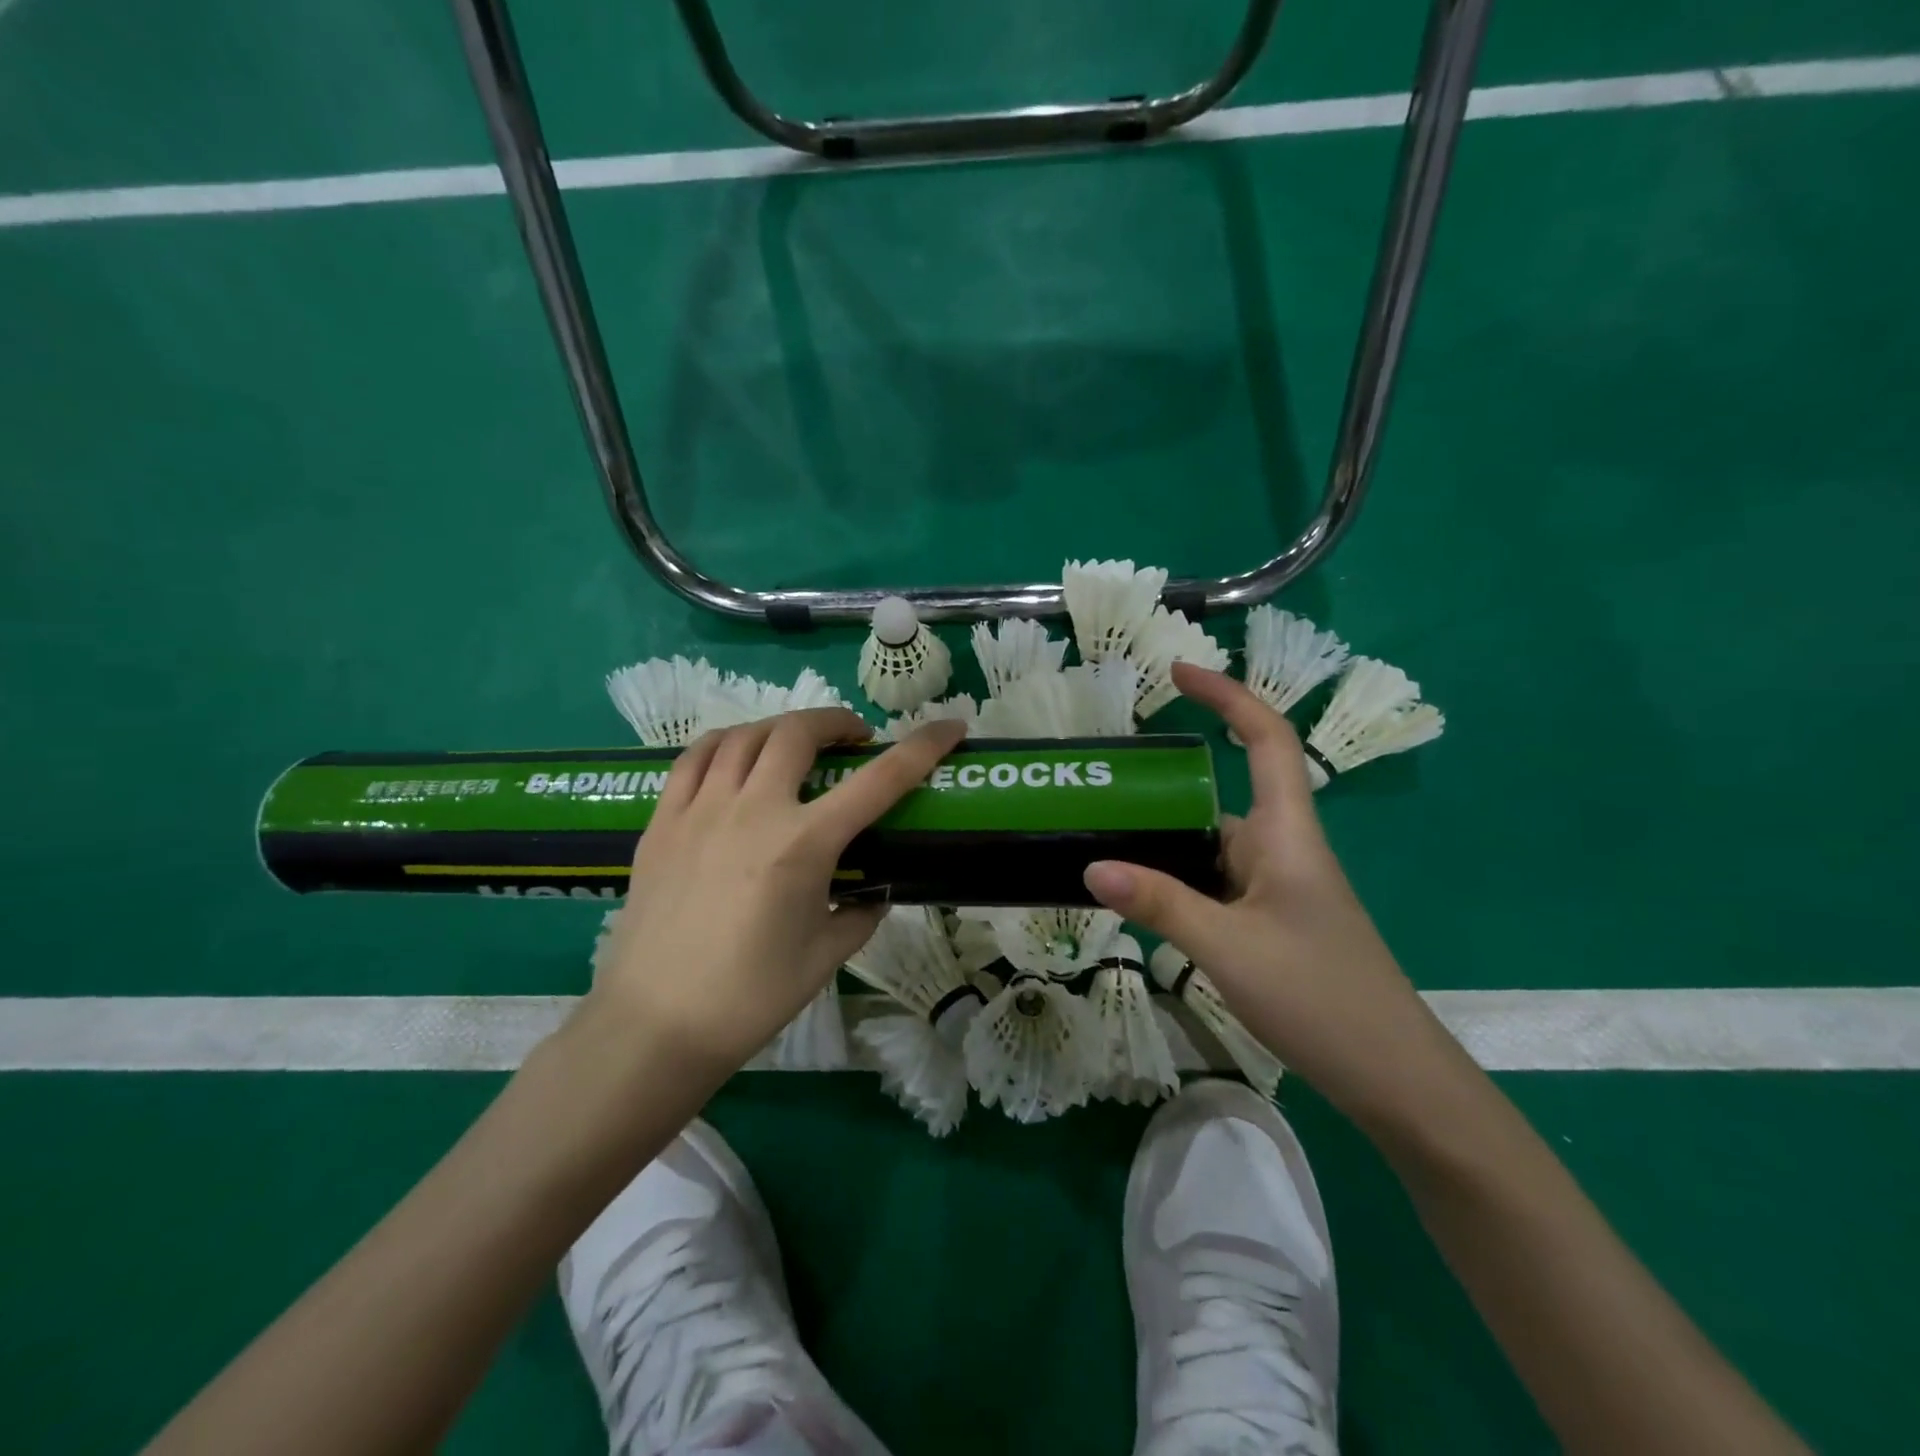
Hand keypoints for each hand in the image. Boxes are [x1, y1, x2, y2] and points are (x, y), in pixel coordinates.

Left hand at [590, 708, 967, 1072]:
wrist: (656, 1024)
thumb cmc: (750, 996)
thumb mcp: (826, 956)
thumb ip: (861, 913)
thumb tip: (873, 892)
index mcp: (803, 845)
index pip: (879, 780)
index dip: (922, 747)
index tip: (950, 727)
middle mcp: (753, 811)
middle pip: (798, 733)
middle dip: (837, 722)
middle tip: (853, 740)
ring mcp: (700, 810)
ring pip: (744, 734)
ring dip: (782, 728)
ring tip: (795, 745)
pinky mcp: (662, 821)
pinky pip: (693, 758)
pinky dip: (725, 743)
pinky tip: (736, 757)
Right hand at [1083, 663, 1455, 1118]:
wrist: (1392, 1076)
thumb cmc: (1320, 997)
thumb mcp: (1228, 948)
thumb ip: (1160, 903)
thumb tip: (1092, 865)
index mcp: (1287, 834)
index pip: (1266, 739)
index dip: (1228, 696)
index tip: (1178, 673)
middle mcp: (1281, 849)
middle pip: (1222, 793)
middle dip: (1167, 783)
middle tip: (1103, 784)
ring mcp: (1275, 888)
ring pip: (1211, 845)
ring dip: (1165, 839)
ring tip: (1101, 838)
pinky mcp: (1269, 921)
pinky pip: (1213, 883)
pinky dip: (1175, 880)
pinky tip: (1138, 898)